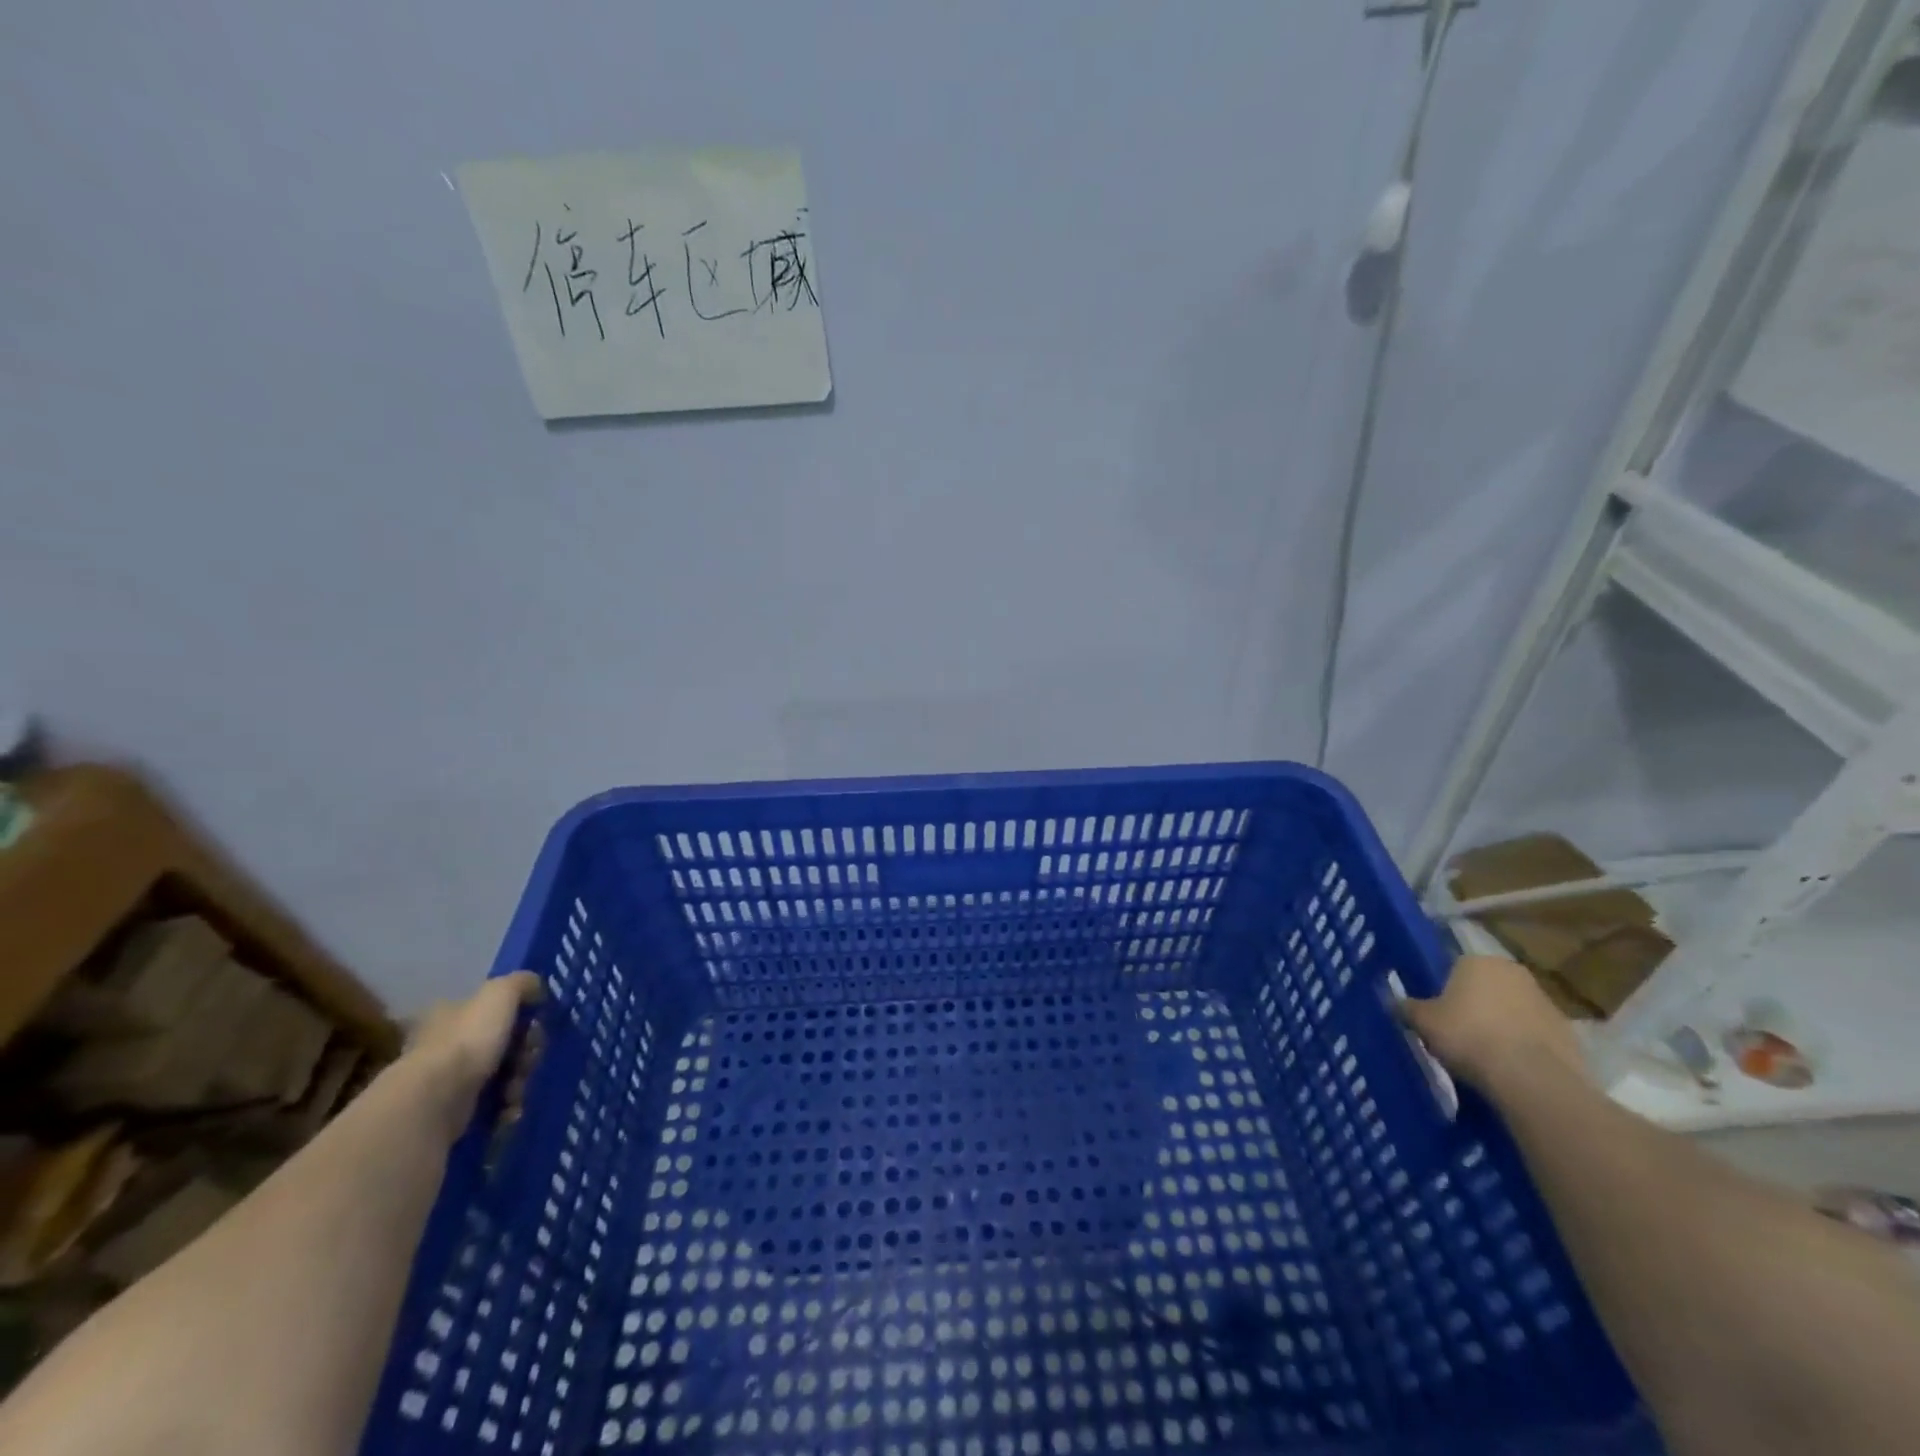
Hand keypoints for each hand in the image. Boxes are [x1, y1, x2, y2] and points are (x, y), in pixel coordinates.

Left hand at [403, 972, 543, 1139]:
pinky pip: (490, 1106)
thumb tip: (536, 986)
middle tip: (528, 1062)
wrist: (433, 1102)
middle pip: (502, 1045)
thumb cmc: (467, 1041)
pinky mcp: (450, 1114)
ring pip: (500, 1076)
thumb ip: (521, 983)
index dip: (520, 1018)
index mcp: (451, 1013)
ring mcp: (445, 1081)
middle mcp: (445, 1045)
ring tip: (515, 1093)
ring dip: (518, 1083)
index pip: (492, 1010)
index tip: (534, 1028)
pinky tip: (508, 1111)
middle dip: (524, 1055)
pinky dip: (504, 1108)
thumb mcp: (499, 994)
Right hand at [1401, 955, 1584, 1092]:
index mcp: (1478, 961)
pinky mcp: (1570, 1034)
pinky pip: (1535, 1036)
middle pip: (1487, 987)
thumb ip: (1406, 1008)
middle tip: (1457, 1033)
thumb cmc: (1468, 1036)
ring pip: (1513, 1011)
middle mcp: (1514, 972)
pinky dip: (1524, 1047)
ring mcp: (1547, 1002)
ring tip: (1484, 1056)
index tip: (1437, 1014)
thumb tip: (1390, 1000)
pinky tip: (1510, 1069)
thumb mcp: (1423, 1022)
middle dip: (1475, 1006)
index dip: (1444, 992)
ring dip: (1501, 1026)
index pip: (1454, 968)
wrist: (1531, 1078)